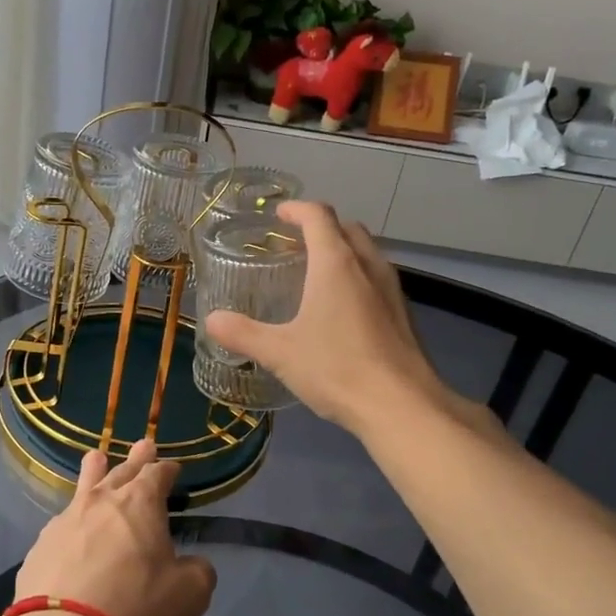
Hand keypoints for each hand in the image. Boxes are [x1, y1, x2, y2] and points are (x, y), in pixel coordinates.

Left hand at [13, 439, 216, 615]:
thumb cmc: (136, 606)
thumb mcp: (189, 594)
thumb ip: (198, 571)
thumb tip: (194, 564)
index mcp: (141, 503)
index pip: (158, 474)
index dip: (168, 469)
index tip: (173, 468)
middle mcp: (102, 501)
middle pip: (122, 471)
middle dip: (137, 459)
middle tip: (144, 445)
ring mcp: (66, 520)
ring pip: (84, 485)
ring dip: (95, 471)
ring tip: (96, 458)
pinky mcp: (41, 546)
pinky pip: (62, 522)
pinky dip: (73, 519)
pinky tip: (71, 527)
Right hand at [203, 201, 456, 437]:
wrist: (401, 405)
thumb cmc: (336, 369)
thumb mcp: (279, 352)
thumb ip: (243, 333)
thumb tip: (212, 320)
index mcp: (336, 264)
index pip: (318, 216)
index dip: (296, 210)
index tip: (278, 215)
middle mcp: (367, 266)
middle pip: (346, 228)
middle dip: (321, 227)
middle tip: (294, 244)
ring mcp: (391, 289)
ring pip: (367, 252)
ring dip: (343, 251)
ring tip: (317, 273)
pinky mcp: (404, 314)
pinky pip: (377, 278)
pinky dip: (358, 276)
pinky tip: (343, 309)